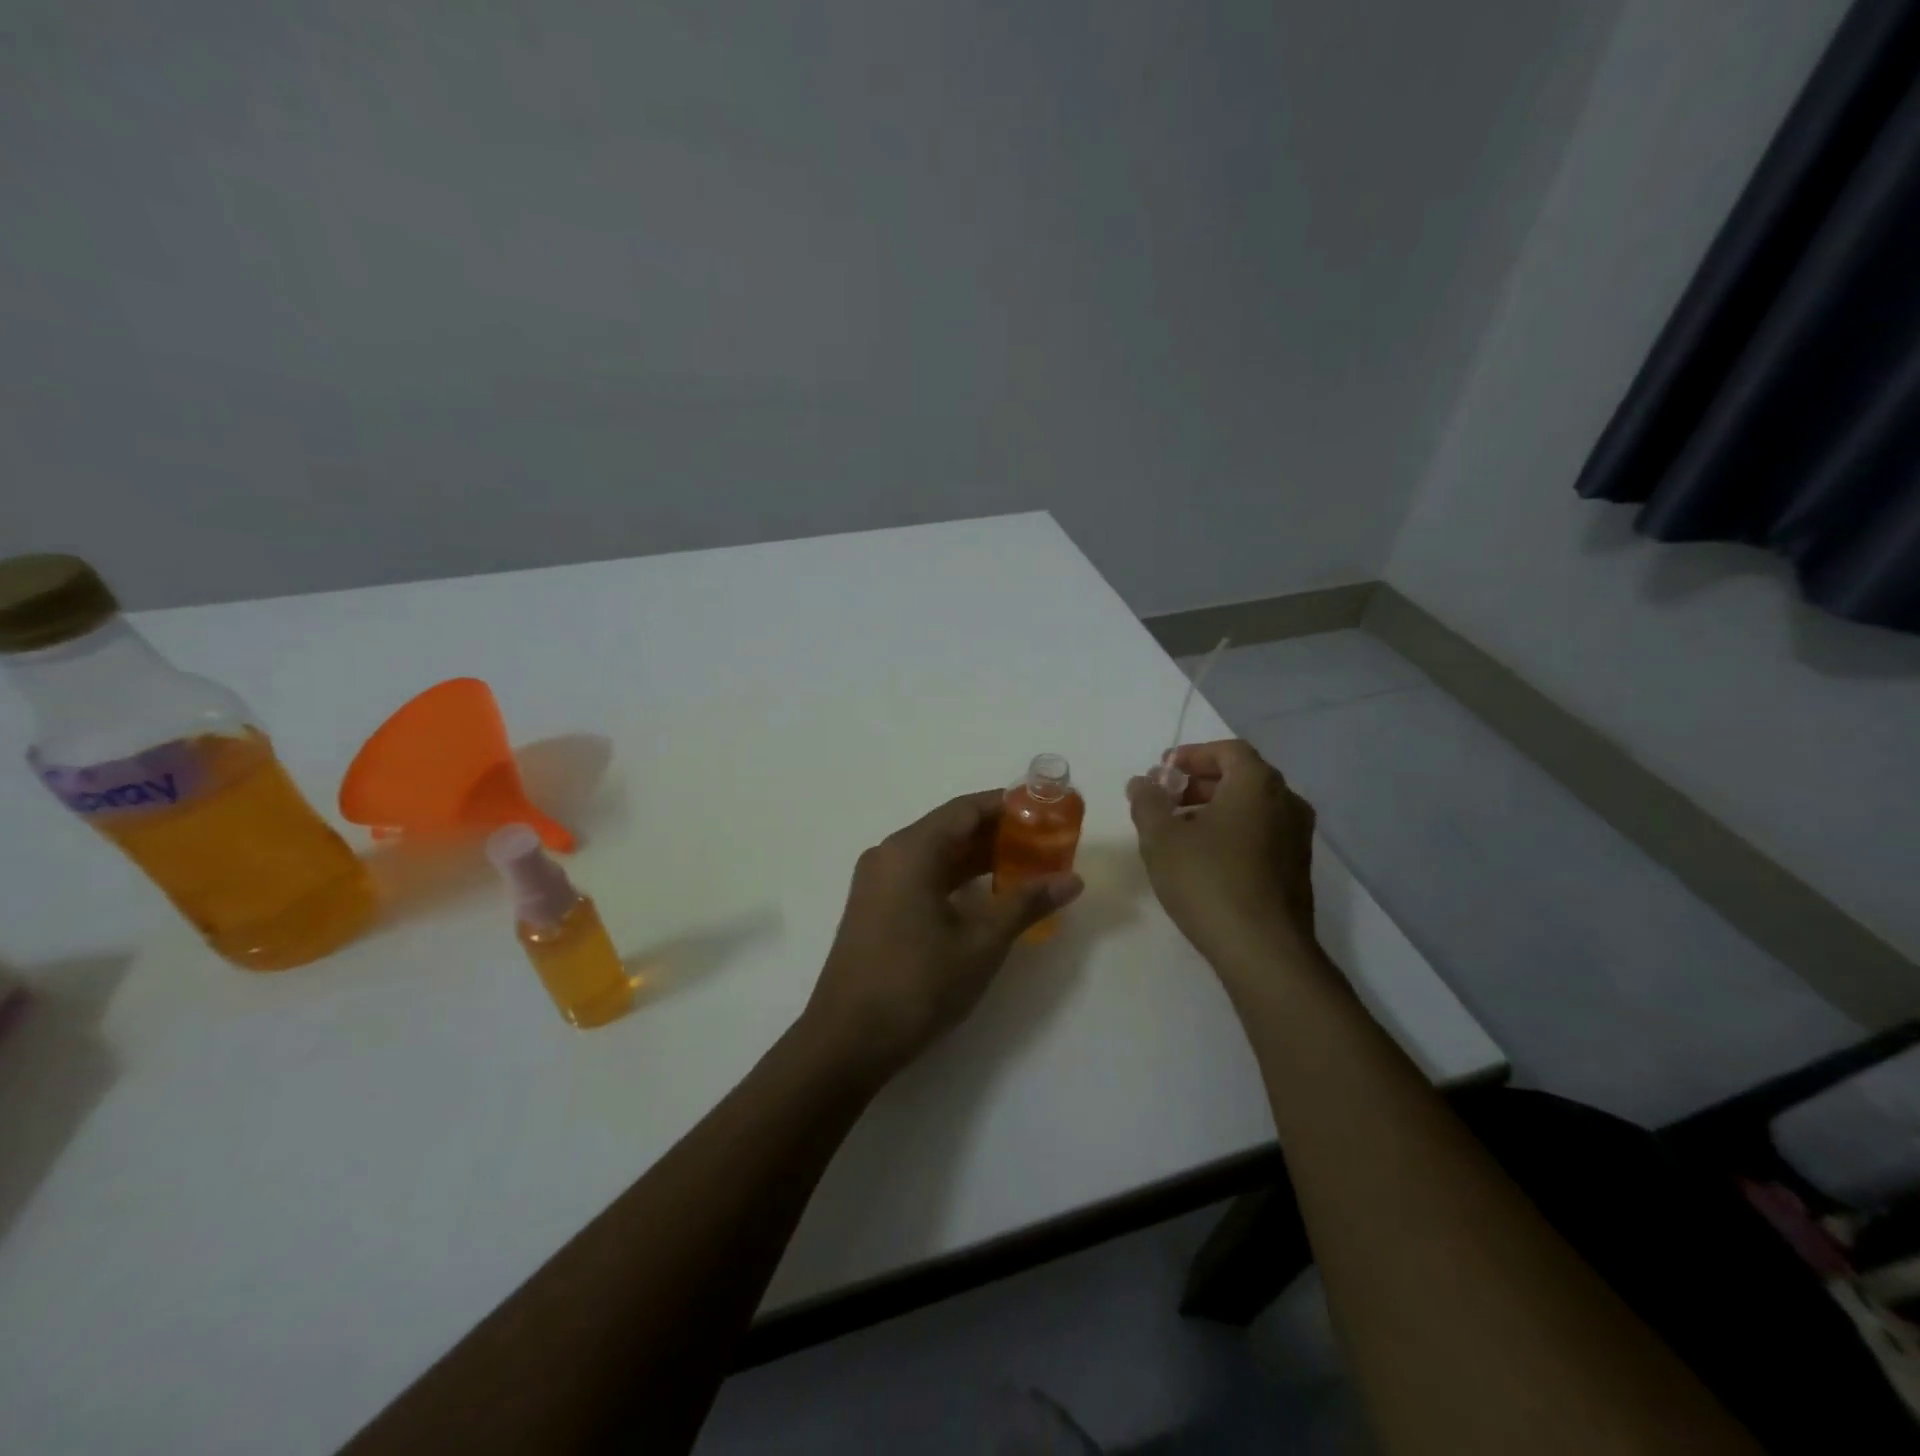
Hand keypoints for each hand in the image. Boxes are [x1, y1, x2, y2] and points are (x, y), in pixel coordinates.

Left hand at [802, 790, 1083, 1080]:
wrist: (847, 1040)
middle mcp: (890, 854)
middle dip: (998, 834)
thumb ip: (1026, 903)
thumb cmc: (918, 983)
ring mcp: (877, 881)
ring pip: (936, 855)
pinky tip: (986, 896)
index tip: (1046, 812)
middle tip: (1044, 844)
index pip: (966, 809)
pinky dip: (955, 879)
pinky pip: (921, 876)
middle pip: (950, 828)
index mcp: (911, 850)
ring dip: (978, 858)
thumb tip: (1073, 880)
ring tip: (1026, 867)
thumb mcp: (981, 943)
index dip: (1008, 806)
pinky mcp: (874, 907)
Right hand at [1127, 740, 1317, 971]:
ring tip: (1179, 831)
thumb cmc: (1208, 881)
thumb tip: (1142, 782)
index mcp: (1258, 784)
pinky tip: (1205, 859)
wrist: (1264, 951)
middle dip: (1200, 782)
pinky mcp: (1297, 869)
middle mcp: (1287, 802)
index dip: (1192, 755)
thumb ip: (1147, 802)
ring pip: (1252, 808)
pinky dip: (1233, 832)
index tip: (1163, 771)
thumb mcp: (1161, 838)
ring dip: (1215, 809)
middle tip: (1166, 799)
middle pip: (1242, 776)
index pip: (1227, 750)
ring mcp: (1298, 837)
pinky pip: (1262, 834)